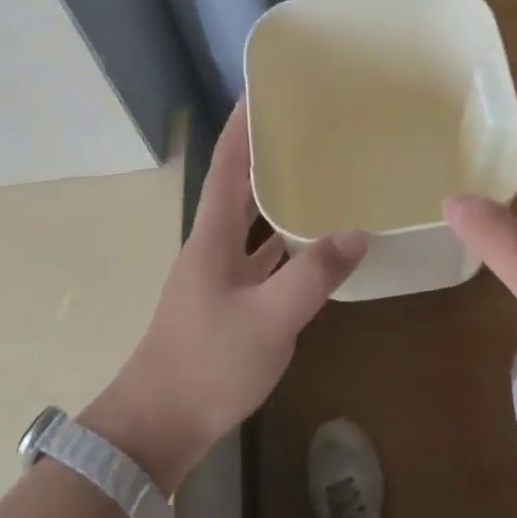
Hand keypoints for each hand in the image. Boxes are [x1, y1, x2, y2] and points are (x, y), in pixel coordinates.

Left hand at [85, 101, 365, 493]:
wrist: (158, 426)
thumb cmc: (207, 363)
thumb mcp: (269, 319)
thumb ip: (313, 275)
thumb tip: (358, 231)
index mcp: (212, 235)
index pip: (228, 165)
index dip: (241, 126)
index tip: (260, 91)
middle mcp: (212, 244)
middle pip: (238, 185)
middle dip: (264, 151)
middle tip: (302, 124)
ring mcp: (218, 274)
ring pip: (249, 220)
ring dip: (273, 193)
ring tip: (312, 170)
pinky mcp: (227, 301)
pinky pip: (258, 255)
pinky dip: (280, 239)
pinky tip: (309, 240)